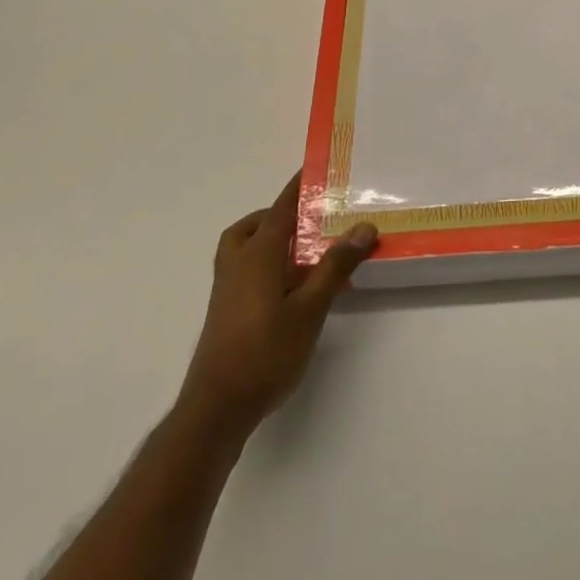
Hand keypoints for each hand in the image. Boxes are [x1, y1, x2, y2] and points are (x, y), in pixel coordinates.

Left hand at [178, 172, 377, 436]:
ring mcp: (227, 290)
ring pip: (244, 249)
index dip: (298, 187)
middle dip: (280, 215)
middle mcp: (238, 264)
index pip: (281, 208)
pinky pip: (245, 270)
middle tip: (312, 219)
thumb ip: (336, 265)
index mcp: (257, 254)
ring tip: (304, 252)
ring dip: (270, 240)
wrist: (217, 409)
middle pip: (255, 225)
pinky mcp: (226, 312)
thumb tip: (363, 225)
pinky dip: (265, 263)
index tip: (316, 169)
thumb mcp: (310, 308)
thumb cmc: (266, 352)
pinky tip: (290, 288)